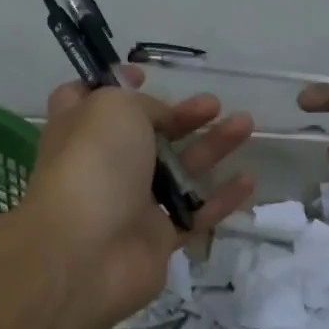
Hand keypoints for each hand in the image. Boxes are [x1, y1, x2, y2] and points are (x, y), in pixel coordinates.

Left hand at [25, 72, 254, 328]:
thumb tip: (161, 119)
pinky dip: (221, 198)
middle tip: (213, 104)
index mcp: (79, 129)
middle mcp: (102, 164)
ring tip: (245, 124)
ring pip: (176, 171)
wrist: (86, 253)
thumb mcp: (114, 108)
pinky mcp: (156, 239)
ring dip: (210, 146)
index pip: (85, 99)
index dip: (113, 85)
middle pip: (145, 134)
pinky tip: (249, 180)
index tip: (144, 75)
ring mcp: (130, 203)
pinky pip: (195, 214)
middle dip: (180, 116)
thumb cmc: (93, 164)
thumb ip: (143, 104)